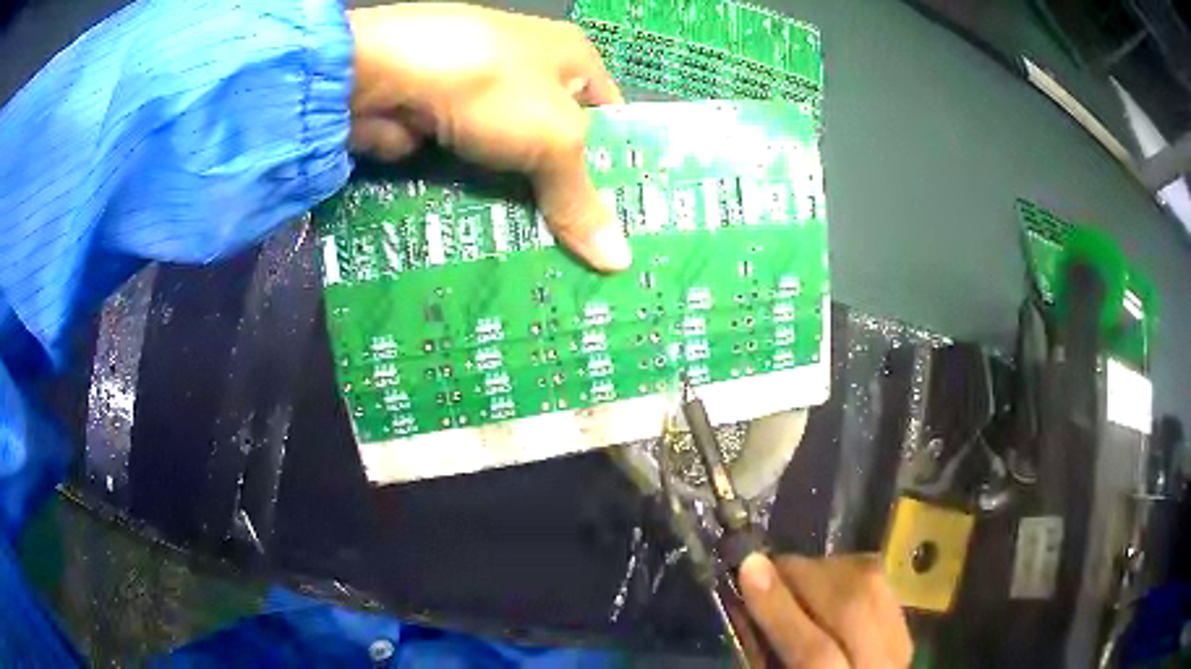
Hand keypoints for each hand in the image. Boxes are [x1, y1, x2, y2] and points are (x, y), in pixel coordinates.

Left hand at [347, 3, 630, 271]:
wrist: (382, 72)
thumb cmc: (491, 85)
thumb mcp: (554, 138)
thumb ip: (581, 198)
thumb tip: (619, 260)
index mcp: (570, 57)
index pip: (610, 116)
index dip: (619, 165)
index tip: (625, 222)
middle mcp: (527, 73)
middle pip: (559, 144)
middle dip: (569, 196)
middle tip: (588, 258)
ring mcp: (477, 102)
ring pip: (513, 165)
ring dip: (523, 208)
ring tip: (548, 265)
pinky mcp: (438, 129)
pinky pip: (472, 175)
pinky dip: (481, 207)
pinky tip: (497, 247)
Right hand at [738, 553, 911, 667]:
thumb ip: (765, 652)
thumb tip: (745, 601)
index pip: (815, 652)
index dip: (780, 608)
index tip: (749, 568)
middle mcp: (881, 668)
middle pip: (854, 607)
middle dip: (807, 575)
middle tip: (768, 565)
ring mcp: (899, 647)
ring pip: (874, 588)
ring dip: (829, 569)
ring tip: (794, 571)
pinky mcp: (905, 630)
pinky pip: (884, 586)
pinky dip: (851, 574)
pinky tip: (827, 578)